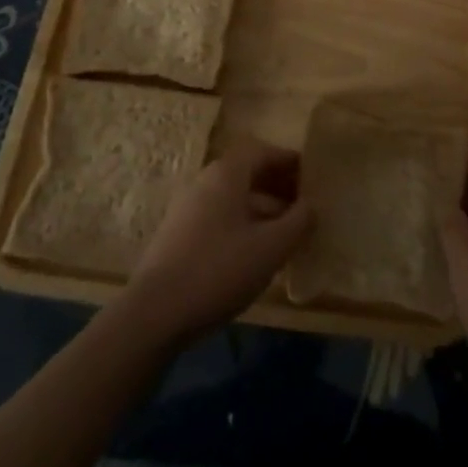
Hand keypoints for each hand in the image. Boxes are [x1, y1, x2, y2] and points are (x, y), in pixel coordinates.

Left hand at [121, 137, 313, 344]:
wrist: (154, 314)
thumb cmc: (219, 270)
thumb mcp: (271, 248)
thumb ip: (298, 222)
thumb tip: (313, 205)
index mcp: (227, 174)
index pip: (263, 151)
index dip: (289, 161)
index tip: (312, 177)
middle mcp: (205, 181)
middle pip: (248, 173)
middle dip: (278, 187)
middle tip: (304, 208)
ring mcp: (188, 208)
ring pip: (234, 199)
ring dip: (262, 210)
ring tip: (286, 235)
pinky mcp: (178, 236)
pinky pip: (219, 218)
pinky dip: (242, 226)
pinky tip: (255, 255)